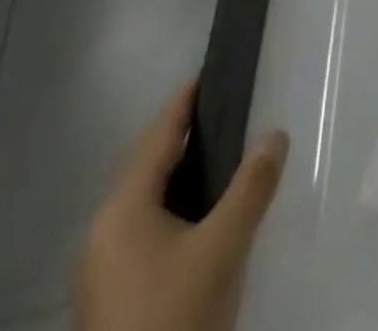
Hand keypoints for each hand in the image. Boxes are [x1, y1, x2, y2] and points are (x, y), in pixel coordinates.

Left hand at [79, 81, 289, 330]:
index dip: (184, 102)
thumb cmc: (176, 316)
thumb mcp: (224, 247)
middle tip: (225, 113)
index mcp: (121, 210)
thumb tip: (276, 134)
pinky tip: (202, 219)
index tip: (208, 71)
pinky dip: (173, 210)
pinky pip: (144, 231)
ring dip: (180, 177)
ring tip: (222, 160)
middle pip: (147, 166)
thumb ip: (252, 186)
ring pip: (145, 202)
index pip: (158, 136)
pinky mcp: (111, 299)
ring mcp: (102, 271)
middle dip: (184, 138)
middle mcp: (103, 232)